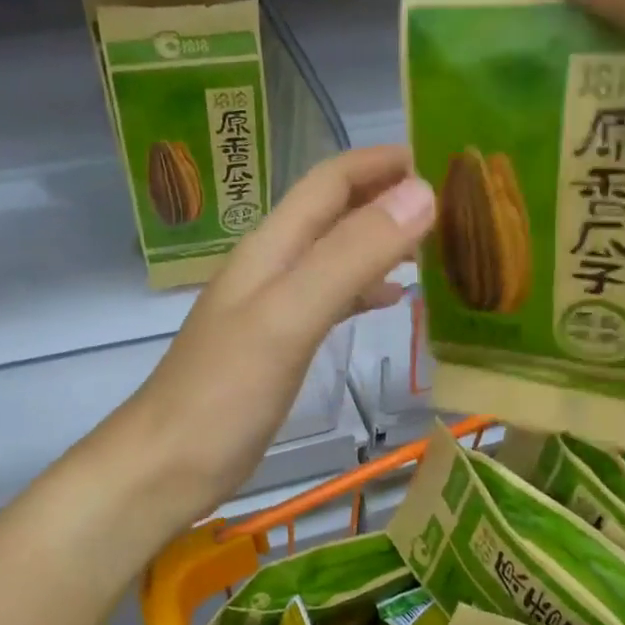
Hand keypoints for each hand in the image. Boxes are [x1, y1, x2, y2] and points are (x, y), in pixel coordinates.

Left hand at [119, 146, 434, 521]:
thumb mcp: (290, 318)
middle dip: (390, 197)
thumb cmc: (224, 394)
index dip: (383, 161)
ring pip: (336, 256)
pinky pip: (330, 299)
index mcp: (271, 248)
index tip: (446, 157)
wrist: (167, 466)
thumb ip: (351, 256)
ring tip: (439, 248)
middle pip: (335, 213)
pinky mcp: (278, 346)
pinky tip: (395, 302)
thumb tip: (423, 193)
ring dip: (383, 244)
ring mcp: (273, 308)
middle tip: (457, 206)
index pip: (331, 181)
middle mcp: (272, 267)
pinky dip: (366, 290)